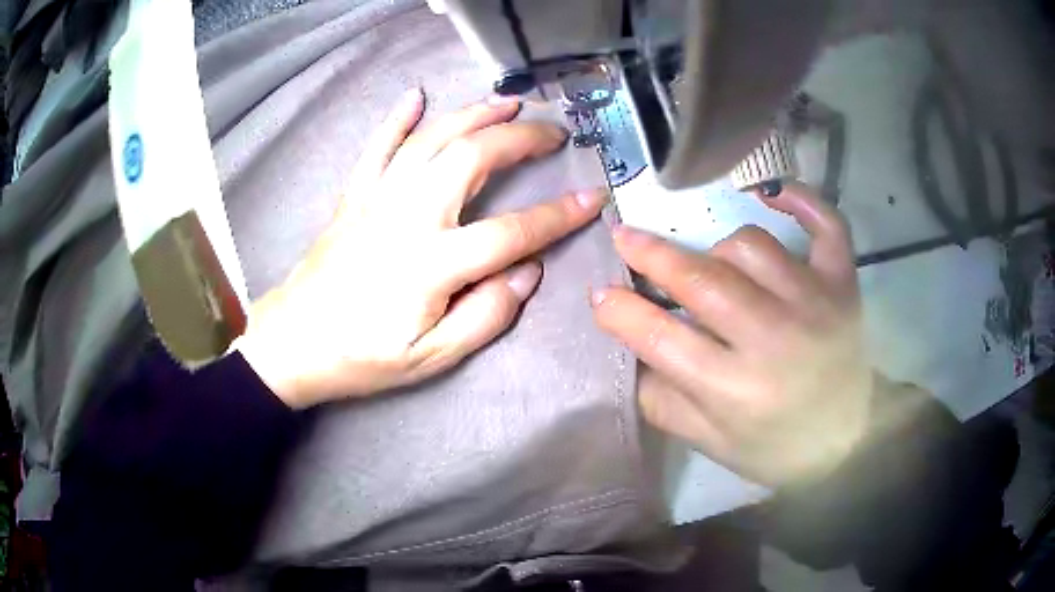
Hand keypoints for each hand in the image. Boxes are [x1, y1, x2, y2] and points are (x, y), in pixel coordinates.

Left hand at [237, 89, 605, 407]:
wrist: (294, 342)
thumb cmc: (363, 356)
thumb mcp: (432, 357)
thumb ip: (486, 315)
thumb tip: (529, 271)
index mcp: (433, 263)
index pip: (512, 230)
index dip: (559, 214)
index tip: (593, 198)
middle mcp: (408, 216)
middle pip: (473, 158)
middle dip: (520, 137)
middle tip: (552, 132)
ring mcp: (377, 198)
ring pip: (431, 139)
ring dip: (473, 114)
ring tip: (507, 102)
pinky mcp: (354, 196)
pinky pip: (377, 146)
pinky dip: (397, 118)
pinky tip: (416, 95)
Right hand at [592, 182, 871, 485]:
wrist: (848, 439)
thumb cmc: (775, 448)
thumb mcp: (710, 443)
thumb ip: (662, 399)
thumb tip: (627, 346)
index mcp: (734, 391)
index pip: (659, 338)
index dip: (620, 311)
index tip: (600, 294)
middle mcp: (774, 339)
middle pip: (702, 280)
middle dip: (652, 255)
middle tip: (623, 237)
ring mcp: (814, 303)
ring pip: (751, 246)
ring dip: (717, 249)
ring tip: (710, 264)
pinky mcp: (843, 284)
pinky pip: (825, 225)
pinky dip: (801, 200)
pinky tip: (772, 194)